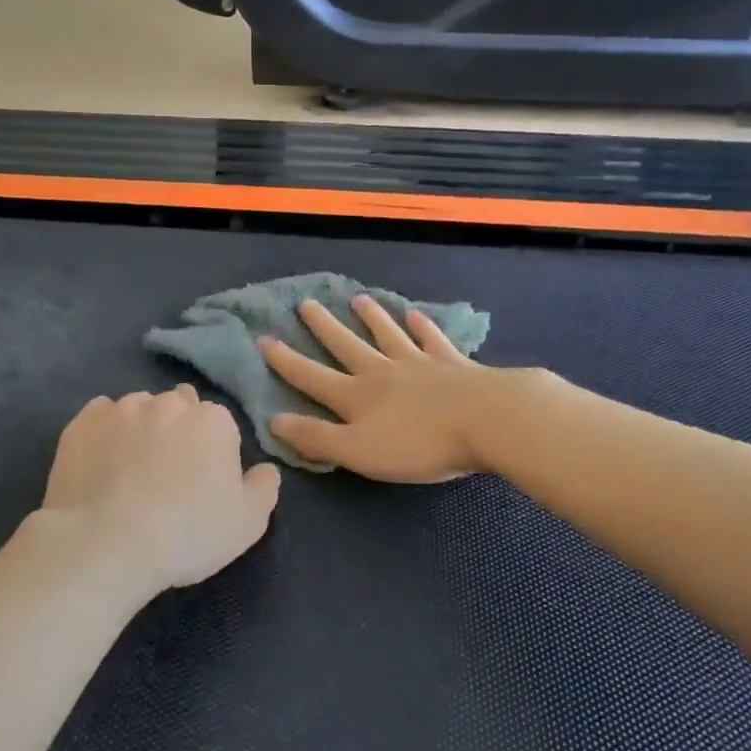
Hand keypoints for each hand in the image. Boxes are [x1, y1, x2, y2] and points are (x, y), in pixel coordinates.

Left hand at [42, 386, 280, 596]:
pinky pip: (100, 416)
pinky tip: (101, 462)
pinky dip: (104, 432)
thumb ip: (264, 488)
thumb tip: (265, 469)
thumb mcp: (247, 523)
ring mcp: (122, 409)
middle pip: (179, 407)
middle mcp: (169, 404)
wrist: (105, 545)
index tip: (203, 480)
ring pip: (139, 409)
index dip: (213, 450)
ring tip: (130, 470)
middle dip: (178, 430)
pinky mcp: (82, 423)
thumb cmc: (186, 534)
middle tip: (169, 473)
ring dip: (141, 429)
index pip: (220, 423)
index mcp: (213, 421)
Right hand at [260, 296, 491, 482]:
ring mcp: (419, 363)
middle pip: (347, 345)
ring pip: (388, 335)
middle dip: (323, 327)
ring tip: (358, 299)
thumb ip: (316, 438)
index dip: (285, 361)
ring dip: (371, 318)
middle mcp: (383, 372)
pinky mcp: (454, 364)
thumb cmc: (418, 443)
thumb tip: (273, 420)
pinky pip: (433, 340)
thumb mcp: (358, 451)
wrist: (487, 420)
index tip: (263, 339)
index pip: (311, 377)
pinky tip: (416, 315)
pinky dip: (423, 327)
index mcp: (357, 397)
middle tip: (305, 303)